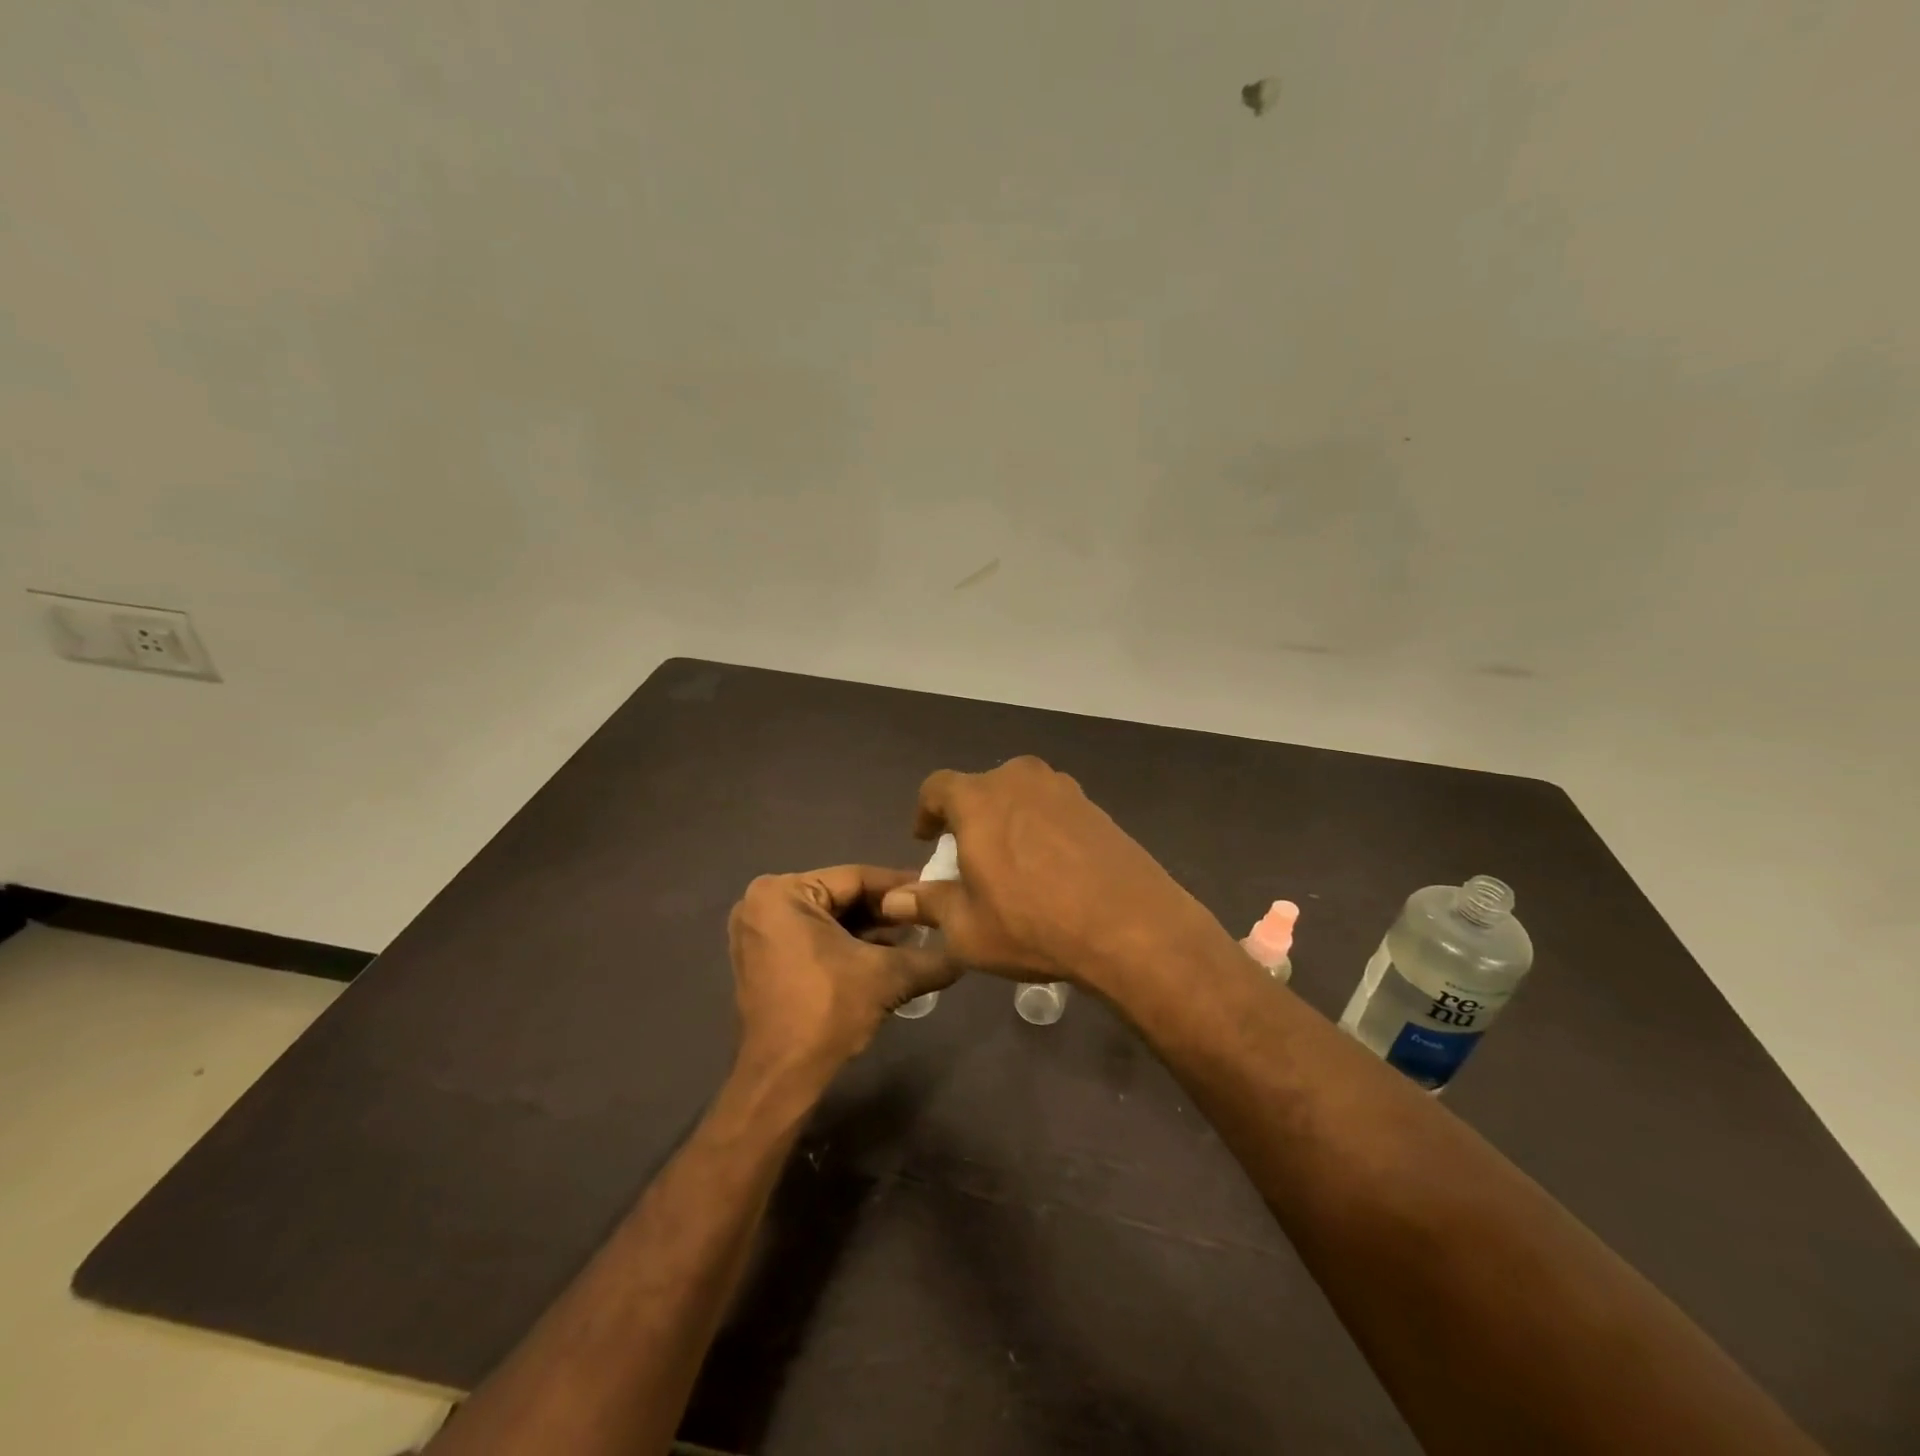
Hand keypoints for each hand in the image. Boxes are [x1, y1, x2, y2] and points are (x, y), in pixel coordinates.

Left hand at [726, 865, 956, 1090]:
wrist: (782, 1079)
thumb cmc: (827, 1012)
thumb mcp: (887, 976)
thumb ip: (932, 957)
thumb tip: (968, 948)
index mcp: (782, 892)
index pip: (856, 878)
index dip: (901, 887)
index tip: (935, 890)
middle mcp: (762, 902)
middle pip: (841, 897)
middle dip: (885, 911)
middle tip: (928, 917)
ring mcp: (757, 931)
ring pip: (828, 918)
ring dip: (869, 929)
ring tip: (914, 938)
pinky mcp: (760, 957)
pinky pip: (812, 936)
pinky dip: (845, 944)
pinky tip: (884, 955)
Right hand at [878, 757, 1229, 992]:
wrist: (1131, 927)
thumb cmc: (1032, 925)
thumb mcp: (967, 928)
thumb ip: (928, 904)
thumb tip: (895, 899)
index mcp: (979, 799)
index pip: (937, 787)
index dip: (926, 811)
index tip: (928, 839)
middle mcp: (1019, 780)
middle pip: (982, 788)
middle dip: (970, 817)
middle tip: (971, 856)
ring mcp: (1063, 790)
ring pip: (1021, 796)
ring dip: (1008, 820)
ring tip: (1012, 863)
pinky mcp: (1096, 808)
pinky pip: (1053, 810)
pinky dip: (1042, 829)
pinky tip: (1052, 869)